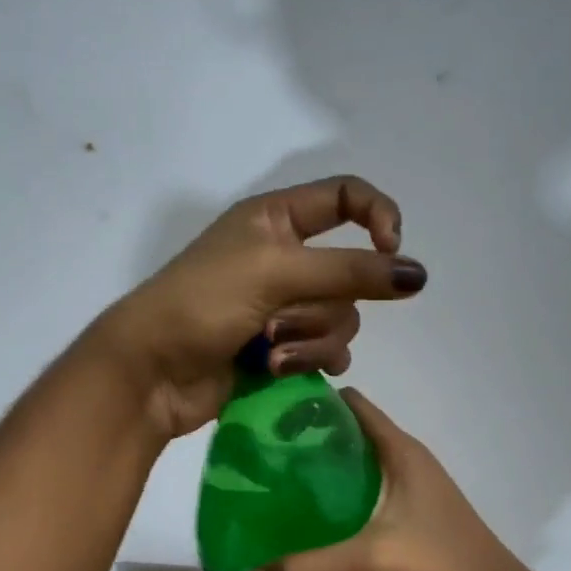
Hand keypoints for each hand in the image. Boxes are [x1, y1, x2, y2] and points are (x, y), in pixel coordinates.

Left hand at [99, 176, 427, 437]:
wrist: (152, 372)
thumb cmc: (202, 303)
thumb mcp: (275, 272)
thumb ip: (350, 270)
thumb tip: (418, 274)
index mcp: (276, 219)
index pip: (346, 197)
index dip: (377, 217)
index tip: (389, 250)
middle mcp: (285, 257)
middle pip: (349, 273)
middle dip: (320, 305)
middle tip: (276, 319)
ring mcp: (283, 305)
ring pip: (340, 318)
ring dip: (309, 339)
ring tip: (270, 351)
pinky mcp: (282, 347)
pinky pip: (326, 350)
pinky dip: (309, 361)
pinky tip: (283, 370)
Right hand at [242, 389, 546, 570]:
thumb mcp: (371, 565)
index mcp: (401, 453)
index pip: (349, 406)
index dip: (307, 404)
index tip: (263, 419)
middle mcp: (405, 468)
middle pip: (344, 443)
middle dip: (301, 452)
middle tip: (254, 470)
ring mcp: (410, 501)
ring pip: (352, 481)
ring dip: (316, 490)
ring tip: (269, 505)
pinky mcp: (410, 532)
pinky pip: (361, 514)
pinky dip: (332, 521)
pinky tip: (303, 543)